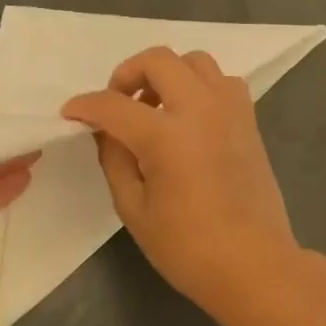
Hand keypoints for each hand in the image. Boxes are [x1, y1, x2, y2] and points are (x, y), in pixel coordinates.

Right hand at [63, 47, 301, 319]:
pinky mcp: (248, 121)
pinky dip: (198, 86)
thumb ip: (115, 160)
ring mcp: (230, 111)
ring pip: (195, 61)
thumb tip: (107, 132)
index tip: (71, 113)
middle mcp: (201, 109)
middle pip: (158, 60)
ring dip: (167, 74)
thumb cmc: (188, 247)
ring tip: (154, 108)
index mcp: (167, 136)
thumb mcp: (134, 209)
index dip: (85, 106)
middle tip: (117, 103)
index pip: (114, 105)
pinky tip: (187, 118)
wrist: (254, 265)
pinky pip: (221, 82)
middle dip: (127, 74)